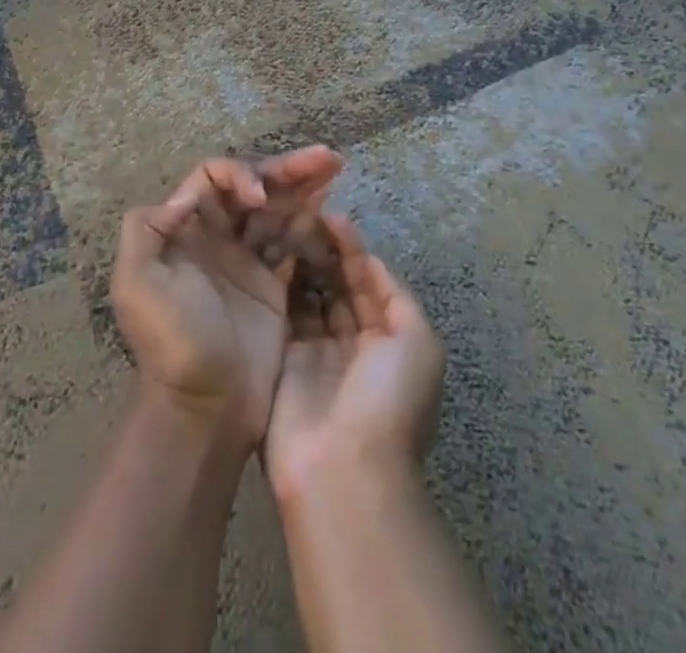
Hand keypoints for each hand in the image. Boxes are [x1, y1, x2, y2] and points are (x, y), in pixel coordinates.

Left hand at [112, 147, 342, 444]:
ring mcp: (248, 262)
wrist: (204, 408)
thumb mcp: (135, 284)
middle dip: (287, 169)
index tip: (260, 199)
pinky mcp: (274, 287)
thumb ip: (145, 229)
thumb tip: (184, 198)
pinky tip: (330, 209)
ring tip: (335, 167)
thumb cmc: (171, 342)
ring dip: (305, 187)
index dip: (240, 176)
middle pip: (255, 187)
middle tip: (326, 157)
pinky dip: (312, 223)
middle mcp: (219, 237)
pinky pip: (294, 243)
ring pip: (279, 210)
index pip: (216, 179)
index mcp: (187, 229)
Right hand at [265, 216, 445, 503]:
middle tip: (299, 214)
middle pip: (337, 283)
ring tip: (282, 224)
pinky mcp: (283, 358)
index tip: (329, 214)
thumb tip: (368, 259)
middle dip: (323, 250)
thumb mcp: (417, 342)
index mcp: (388, 339)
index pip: (368, 281)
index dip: (352, 248)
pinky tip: (268, 253)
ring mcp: (315, 350)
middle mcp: (352, 341)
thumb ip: (394, 295)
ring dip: (300, 261)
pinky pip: (283, 312)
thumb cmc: (389, 400)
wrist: (343, 472)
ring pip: (308, 292)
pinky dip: (278, 283)